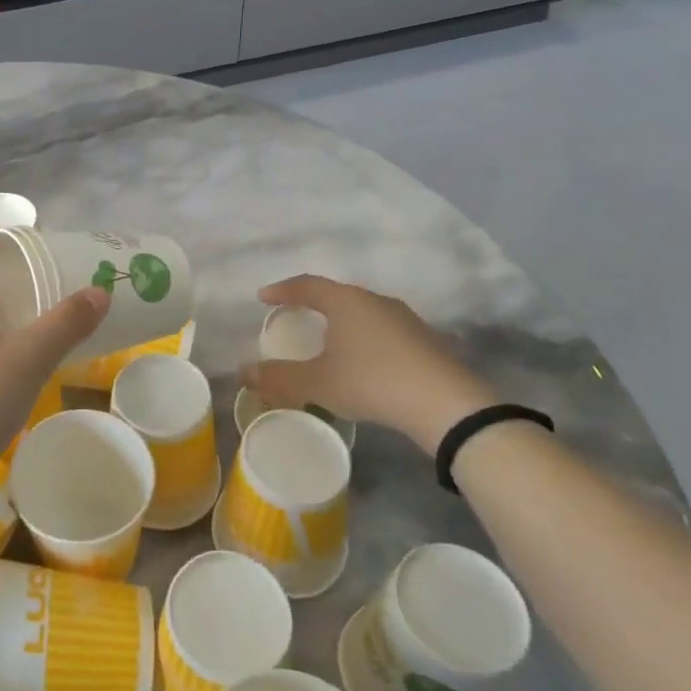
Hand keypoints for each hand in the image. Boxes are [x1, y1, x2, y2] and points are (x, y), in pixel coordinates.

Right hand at [241, 275, 497, 454]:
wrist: (447, 405)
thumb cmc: (372, 381)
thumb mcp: (317, 382)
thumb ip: (278, 377)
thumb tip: (244, 372)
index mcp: (346, 301)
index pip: (307, 285)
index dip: (282, 290)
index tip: (263, 298)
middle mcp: (376, 301)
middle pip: (337, 296)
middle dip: (313, 305)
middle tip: (295, 316)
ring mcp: (405, 319)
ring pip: (363, 314)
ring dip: (342, 324)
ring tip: (328, 342)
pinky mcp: (426, 341)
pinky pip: (383, 332)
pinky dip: (364, 341)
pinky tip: (363, 363)